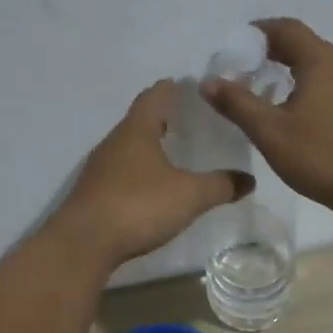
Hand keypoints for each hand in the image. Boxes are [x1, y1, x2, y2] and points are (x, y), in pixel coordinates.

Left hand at [49, 80, 252, 268]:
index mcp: (137, 130)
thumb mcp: (190, 196)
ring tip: (177, 155)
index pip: (155, 95)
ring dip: (151, 147)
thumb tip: (249, 180)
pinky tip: (154, 188)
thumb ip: (221, 185)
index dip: (173, 88)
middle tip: (192, 123)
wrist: (83, 244)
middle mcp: (115, 142)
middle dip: (165, 118)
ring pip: (130, 148)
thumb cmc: (138, 206)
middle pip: (141, 120)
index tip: (192, 87)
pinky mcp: (94, 193)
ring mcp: (100, 168)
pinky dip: (140, 172)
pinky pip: (122, 173)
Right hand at [201, 18, 332, 213]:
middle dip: (276, 52)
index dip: (260, 31)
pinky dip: (314, 89)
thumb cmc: (321, 156)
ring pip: (323, 68)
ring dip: (296, 72)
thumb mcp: (270, 131)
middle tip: (249, 69)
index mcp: (322, 61)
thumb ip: (237, 103)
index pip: (288, 29)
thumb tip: (208, 81)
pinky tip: (304, 116)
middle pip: (307, 46)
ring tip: (273, 92)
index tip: (239, 43)